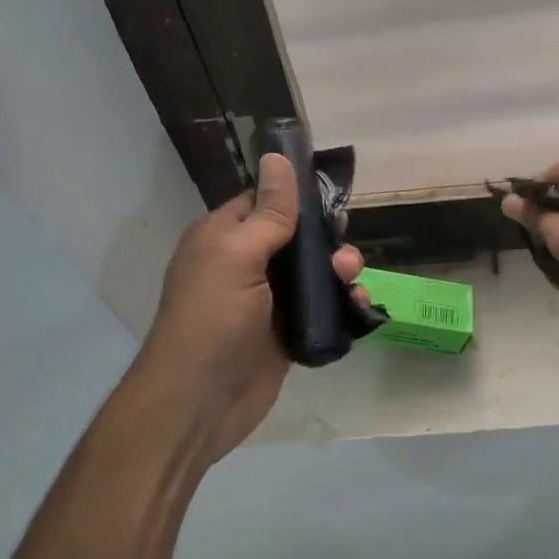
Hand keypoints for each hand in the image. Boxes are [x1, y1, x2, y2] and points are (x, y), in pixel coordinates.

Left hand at [137, 153, 365, 460]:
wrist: (200, 401)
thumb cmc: (213, 318)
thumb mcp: (238, 256)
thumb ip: (268, 212)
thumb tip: (278, 156)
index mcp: (223, 239)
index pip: (262, 202)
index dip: (296, 196)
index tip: (332, 195)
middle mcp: (244, 266)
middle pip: (295, 238)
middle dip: (325, 238)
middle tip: (344, 245)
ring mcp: (267, 303)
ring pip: (313, 275)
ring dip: (338, 271)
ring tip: (352, 277)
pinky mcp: (287, 335)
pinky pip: (321, 310)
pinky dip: (342, 305)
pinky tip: (359, 305)